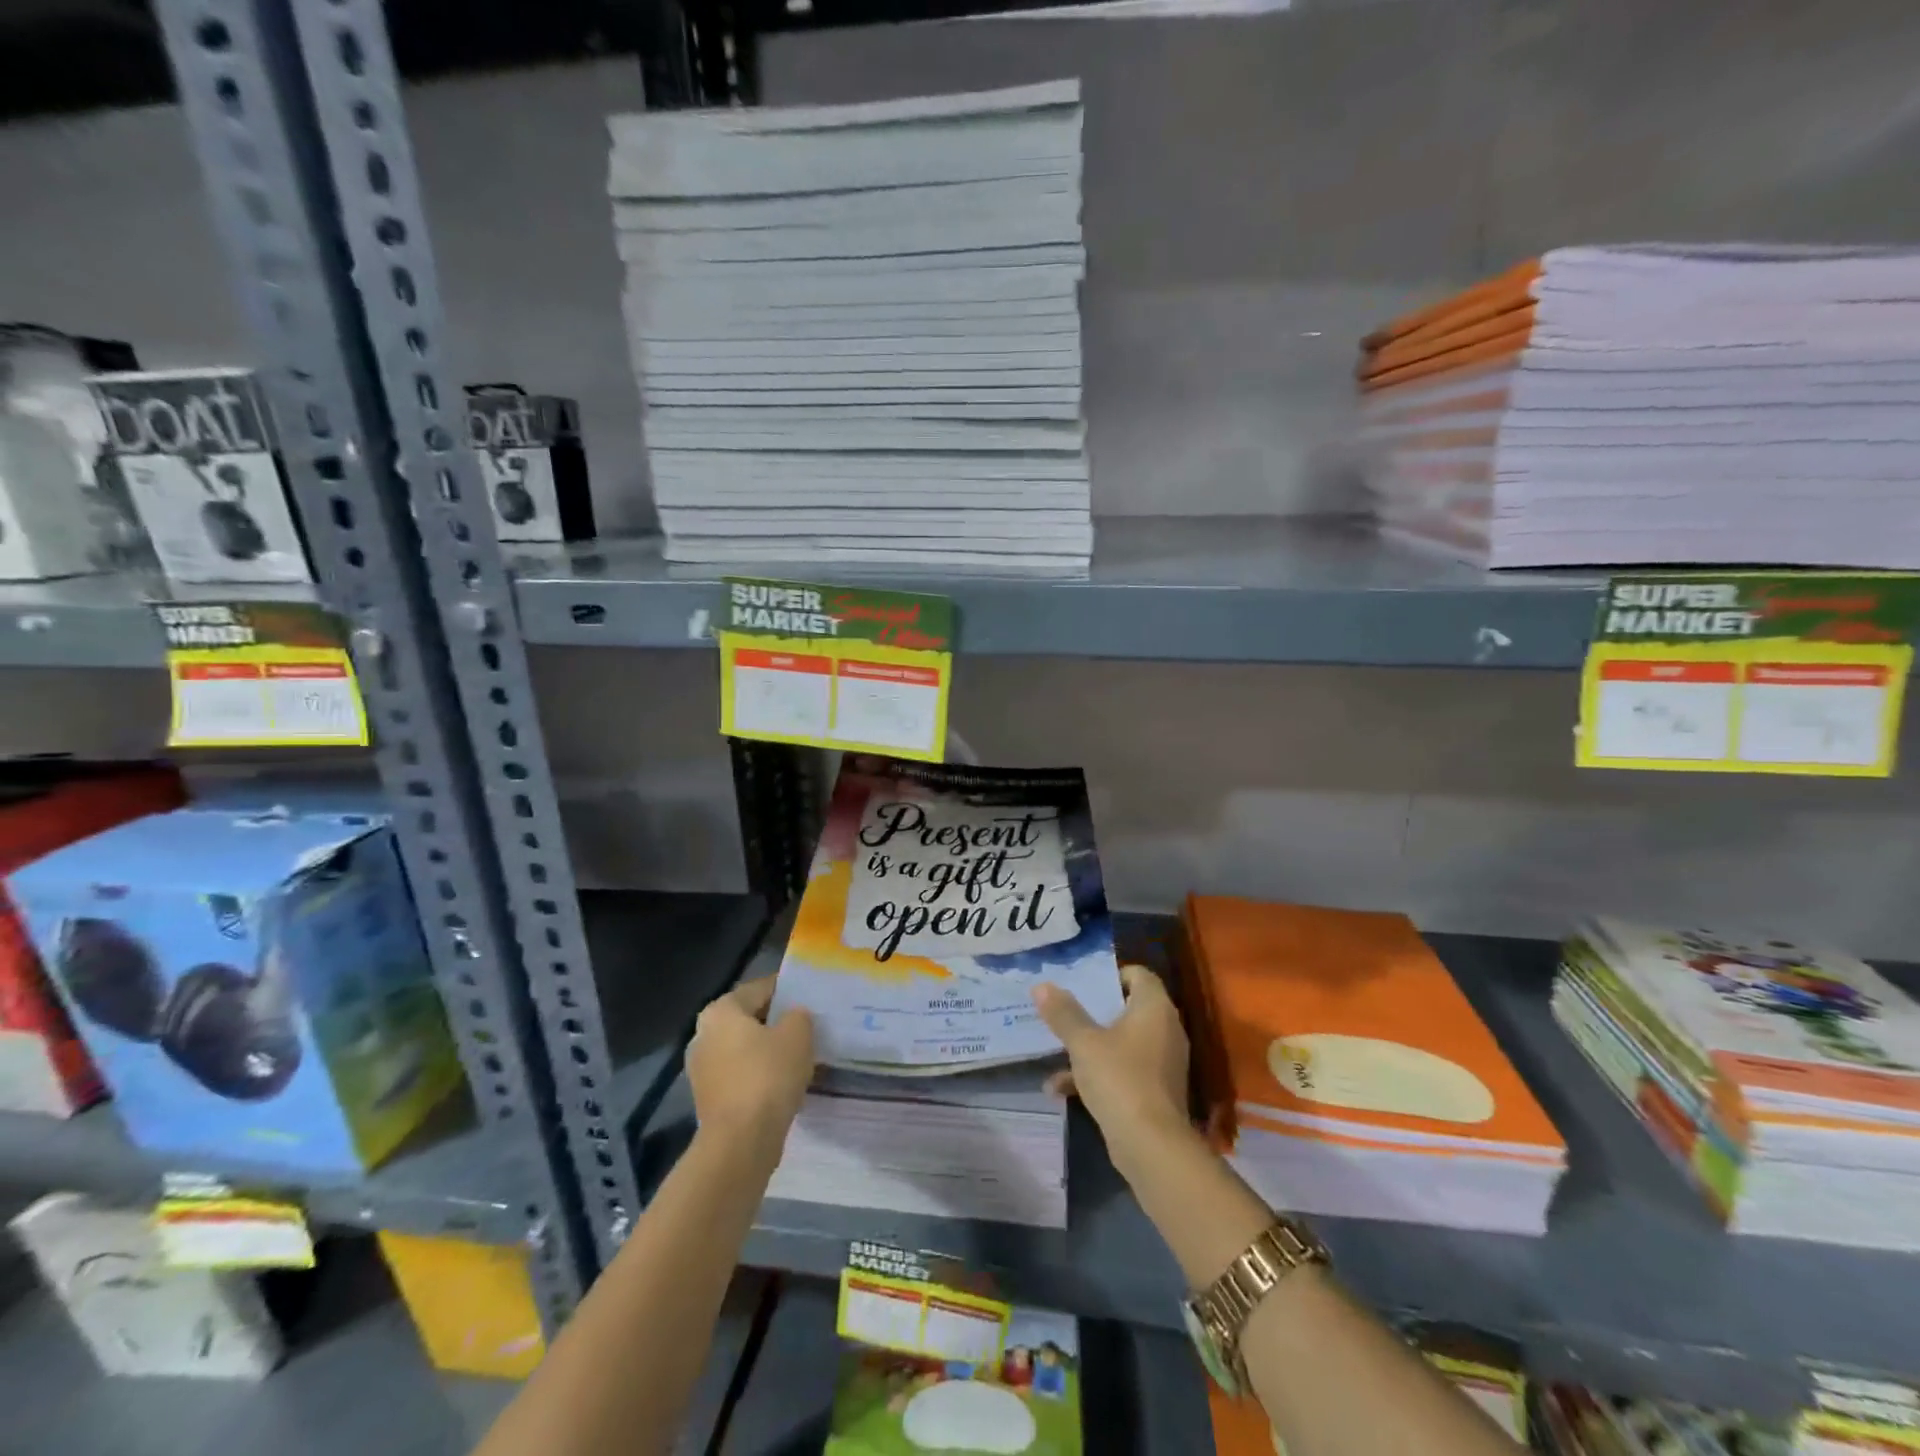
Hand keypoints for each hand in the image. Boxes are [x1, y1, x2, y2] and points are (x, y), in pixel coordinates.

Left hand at [687, 978, 814, 1156]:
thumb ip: (798, 1016)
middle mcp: (703, 1034)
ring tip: (800, 1055)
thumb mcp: (798, 1034)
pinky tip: (784, 1082)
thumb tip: (793, 1017)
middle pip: (749, 1019)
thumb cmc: (768, 1076)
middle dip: (776, 1022)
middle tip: (807, 1025)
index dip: (787, 989)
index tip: (809, 996)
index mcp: (720, 1010)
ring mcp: (702, 1070)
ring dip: (768, 1051)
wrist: (741, 1142)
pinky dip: (760, 1075)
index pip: (759, 988)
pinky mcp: (709, 1099)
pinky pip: (741, 1075)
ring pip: (744, 1049)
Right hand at [1031, 965, 1190, 1166]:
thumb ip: (1063, 1013)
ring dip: (1089, 1048)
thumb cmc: (1119, 1078)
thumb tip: (1042, 985)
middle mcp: (1165, 1029)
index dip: (1111, 975)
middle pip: (1127, 1008)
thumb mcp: (1084, 1043)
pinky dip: (1098, 1075)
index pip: (1139, 974)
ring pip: (1121, 1043)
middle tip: (1064, 1012)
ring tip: (1054, 1053)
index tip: (1083, 984)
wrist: (1151, 1146)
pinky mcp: (1155, 1091)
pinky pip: (1123, 1071)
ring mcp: (1162, 1063)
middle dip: (1093, 1013)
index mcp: (1154, 1008)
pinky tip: (1061, 1089)